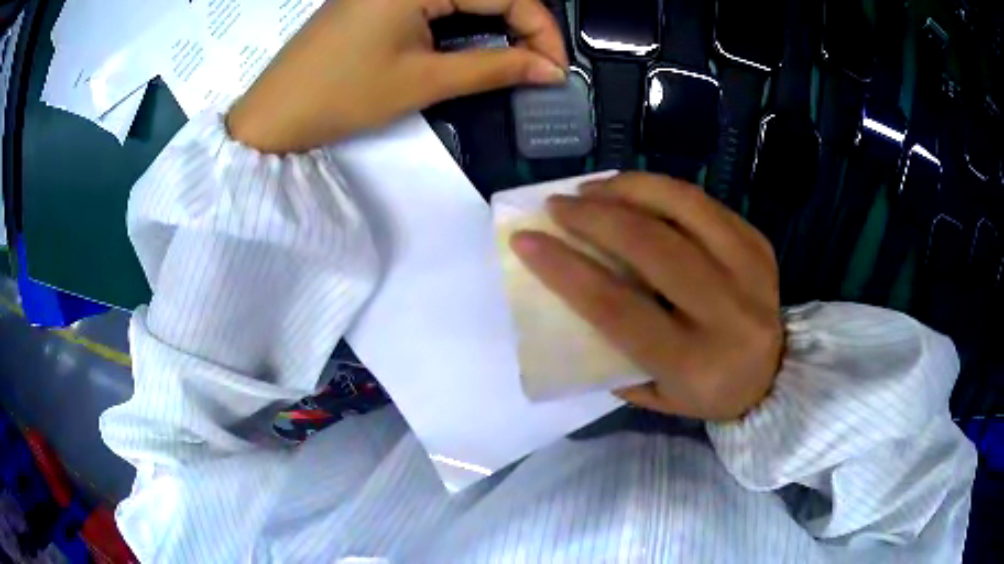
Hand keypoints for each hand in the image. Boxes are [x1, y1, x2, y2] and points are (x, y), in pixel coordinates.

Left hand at [227, 0, 566, 152]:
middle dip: (524, 23)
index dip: (541, 28)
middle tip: (541, 64)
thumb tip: (550, 71)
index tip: (557, 67)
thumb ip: (494, 68)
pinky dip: (465, 19)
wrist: (274, 114)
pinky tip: (478, 41)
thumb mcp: (423, 81)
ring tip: (517, 56)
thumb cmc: (342, 96)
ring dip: (498, 20)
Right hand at [511, 173, 783, 420]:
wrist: (774, 377)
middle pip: (653, 246)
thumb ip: (611, 350)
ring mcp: (751, 272)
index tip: (526, 240)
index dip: (565, 269)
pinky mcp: (760, 245)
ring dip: (629, 189)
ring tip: (593, 189)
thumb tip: (570, 288)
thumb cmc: (705, 392)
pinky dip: (662, 190)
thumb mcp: (653, 392)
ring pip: (684, 207)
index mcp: (694, 362)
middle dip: (595, 217)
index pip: (618, 307)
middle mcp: (728, 314)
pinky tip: (635, 193)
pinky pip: (704, 203)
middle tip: (558, 205)